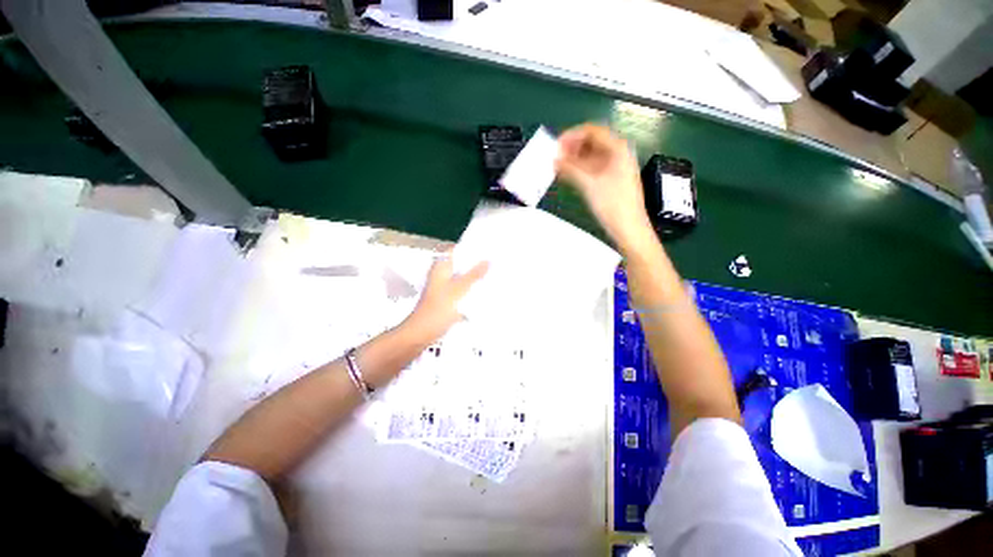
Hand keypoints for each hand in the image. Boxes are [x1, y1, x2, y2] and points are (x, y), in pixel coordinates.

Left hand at [403, 254, 488, 341]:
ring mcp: (444, 286)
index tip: (488, 247)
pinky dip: (471, 288)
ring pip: (463, 276)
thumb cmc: (438, 309)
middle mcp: (442, 273)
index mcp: (441, 266)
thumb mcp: (460, 289)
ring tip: (493, 272)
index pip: (457, 250)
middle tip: (494, 260)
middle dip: (476, 262)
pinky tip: (484, 289)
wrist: (423, 332)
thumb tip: (488, 261)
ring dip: (475, 276)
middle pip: (461, 263)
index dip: (472, 247)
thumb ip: (474, 274)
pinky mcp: (448, 298)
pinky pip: (462, 289)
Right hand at [556, 124, 653, 251]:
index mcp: (617, 148)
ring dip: (574, 160)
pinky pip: (593, 169)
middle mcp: (618, 154)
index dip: (572, 135)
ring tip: (558, 167)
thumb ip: (570, 169)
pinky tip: (568, 176)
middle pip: (592, 143)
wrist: (629, 228)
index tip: (556, 146)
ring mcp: (615, 168)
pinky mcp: (612, 181)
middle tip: (556, 157)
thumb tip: (554, 159)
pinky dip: (580, 170)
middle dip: (572, 148)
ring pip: (591, 157)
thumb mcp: (589, 184)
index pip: (592, 131)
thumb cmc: (612, 204)